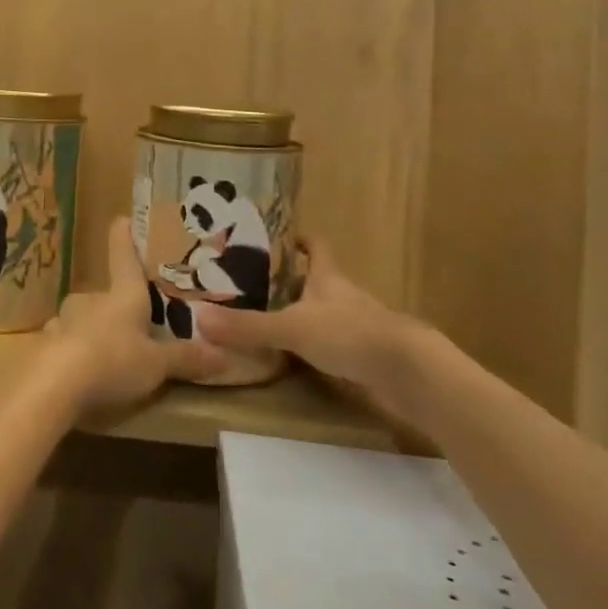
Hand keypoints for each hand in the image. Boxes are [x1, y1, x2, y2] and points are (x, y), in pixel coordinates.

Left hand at [41, 217, 226, 413]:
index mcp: (122, 295)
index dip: (124, 237)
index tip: (122, 217)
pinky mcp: (44, 344)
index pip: (124, 257)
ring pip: (81, 318)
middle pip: (105, 295)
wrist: (53, 385)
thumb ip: (185, 359)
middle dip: (115, 308)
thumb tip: (224, 354)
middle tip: (131, 326)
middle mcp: (90, 300)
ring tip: (105, 354)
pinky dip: (72, 352)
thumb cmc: (112, 361)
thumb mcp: (156, 366)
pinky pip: (63, 342)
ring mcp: (63, 320)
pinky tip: (78, 373)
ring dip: (92, 331)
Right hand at [195, 237, 428, 391]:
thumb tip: (199, 318)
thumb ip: (248, 326)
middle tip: (258, 285)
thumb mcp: (292, 327)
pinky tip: (301, 359)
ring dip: (305, 315)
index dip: (300, 239)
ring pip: (327, 312)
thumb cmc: (349, 334)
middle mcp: (344, 295)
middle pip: (318, 279)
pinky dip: (319, 348)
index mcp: (328, 276)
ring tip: (272, 321)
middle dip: (293, 282)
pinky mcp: (367, 355)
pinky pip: (336, 344)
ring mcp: (359, 325)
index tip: (280, 237)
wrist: (408, 371)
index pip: (316, 246)